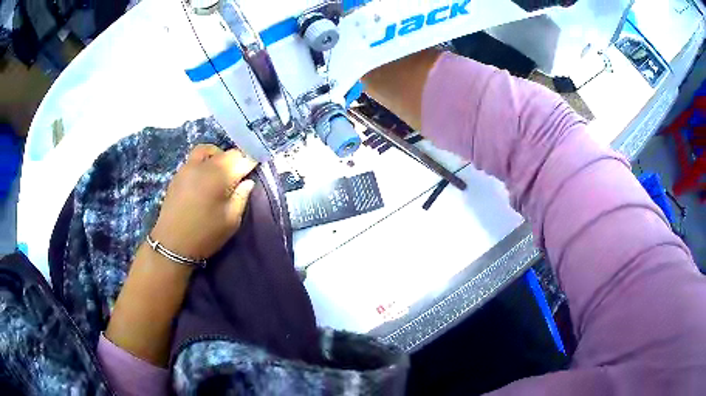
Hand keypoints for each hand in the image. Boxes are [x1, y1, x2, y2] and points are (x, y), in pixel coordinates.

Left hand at [151, 144, 257, 260]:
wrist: (172, 244)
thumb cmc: (205, 234)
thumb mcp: (231, 220)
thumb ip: (241, 197)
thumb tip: (248, 181)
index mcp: (219, 176)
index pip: (241, 159)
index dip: (251, 162)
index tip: (255, 169)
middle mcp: (203, 165)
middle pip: (225, 153)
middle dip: (236, 159)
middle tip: (240, 174)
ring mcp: (188, 167)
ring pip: (207, 150)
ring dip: (218, 156)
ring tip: (220, 171)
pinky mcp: (178, 174)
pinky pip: (194, 159)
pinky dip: (204, 161)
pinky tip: (204, 178)